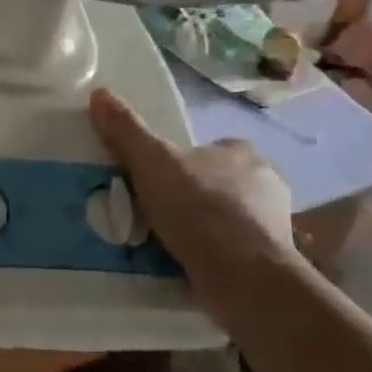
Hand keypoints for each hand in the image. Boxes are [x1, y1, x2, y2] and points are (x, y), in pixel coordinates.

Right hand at [87, 88, 295, 311]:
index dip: (184, 163)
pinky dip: (214, 259)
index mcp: (243, 153)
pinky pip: (234, 255)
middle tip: (158, 214)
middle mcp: (266, 185)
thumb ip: (126, 129)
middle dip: (194, 198)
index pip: (211, 149)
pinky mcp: (271, 265)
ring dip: (204, 231)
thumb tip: (99, 93)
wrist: (243, 278)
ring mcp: (273, 227)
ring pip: (229, 221)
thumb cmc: (200, 208)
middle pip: (219, 185)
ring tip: (167, 246)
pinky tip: (189, 269)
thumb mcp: (152, 161)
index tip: (158, 180)